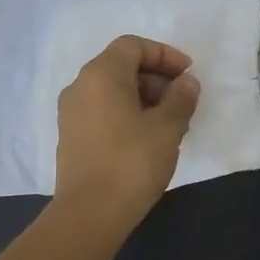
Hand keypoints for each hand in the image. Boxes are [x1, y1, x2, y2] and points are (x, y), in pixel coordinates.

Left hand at [54, 35, 201, 226]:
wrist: (89, 213)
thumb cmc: (131, 162)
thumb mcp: (167, 127)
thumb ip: (181, 98)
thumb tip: (187, 83)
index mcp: (101, 75)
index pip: (133, 46)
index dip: (164, 55)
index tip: (188, 75)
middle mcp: (80, 86)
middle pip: (121, 66)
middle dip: (156, 78)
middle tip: (183, 101)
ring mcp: (71, 113)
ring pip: (112, 91)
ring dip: (144, 97)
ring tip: (170, 123)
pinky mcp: (71, 137)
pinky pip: (103, 111)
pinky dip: (127, 113)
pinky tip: (148, 139)